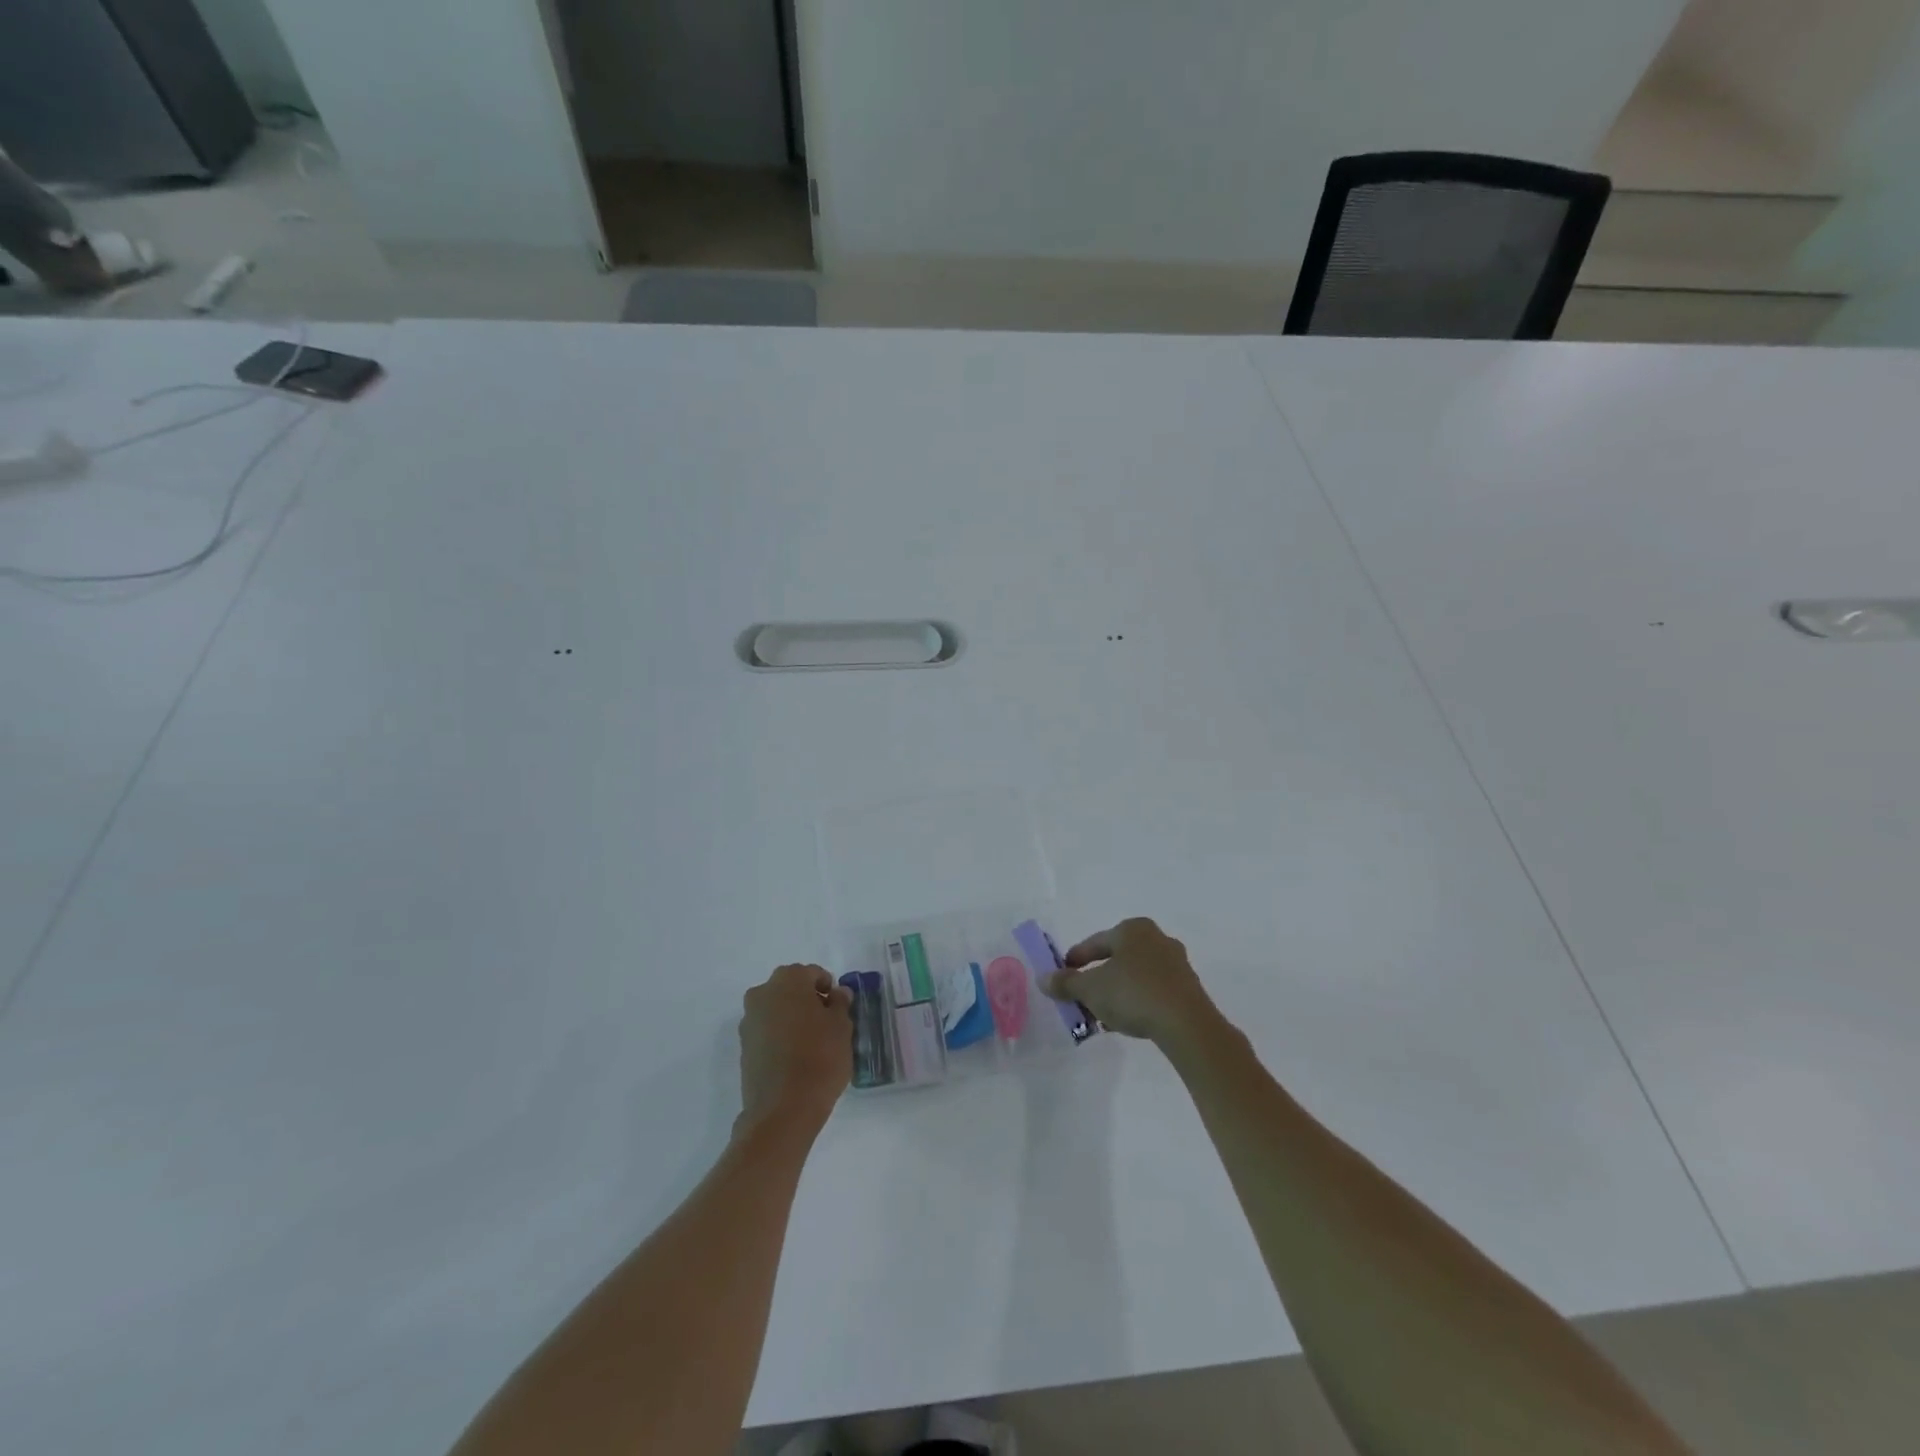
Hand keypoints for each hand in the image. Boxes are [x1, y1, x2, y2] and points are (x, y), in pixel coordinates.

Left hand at [737, 964, 852, 1139]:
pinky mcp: (744, 1048)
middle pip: (791, 989)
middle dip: (808, 1001)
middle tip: (827, 1024)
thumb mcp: (842, 1027)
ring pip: (777, 1010)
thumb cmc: (819, 1058)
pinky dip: (780, 1037)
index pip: (812, 974)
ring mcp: (749, 1021)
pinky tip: (795, 1058)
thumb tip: (837, 994)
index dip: (829, 989)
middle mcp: (762, 993)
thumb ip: (840, 1004)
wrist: (783, 1109)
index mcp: (788, 980)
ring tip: (812, 1044)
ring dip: (793, 1018)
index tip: (840, 1009)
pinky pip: (767, 1032)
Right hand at [1042, 917, 1220, 1047]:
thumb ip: (1065, 983)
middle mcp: (1156, 938)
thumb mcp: (1091, 989)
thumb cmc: (1133, 994)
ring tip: (1102, 1014)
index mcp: (1132, 929)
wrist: (1186, 1024)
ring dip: (1116, 992)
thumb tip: (1043, 979)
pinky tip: (1127, 1020)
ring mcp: (1175, 962)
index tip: (1063, 976)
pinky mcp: (1188, 987)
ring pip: (1135, 975)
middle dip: (1097, 979)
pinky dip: (1136, 1000)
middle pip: (1116, 958)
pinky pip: (1152, 989)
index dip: (1075, 960)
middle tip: (1082, 997)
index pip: (1094, 942)